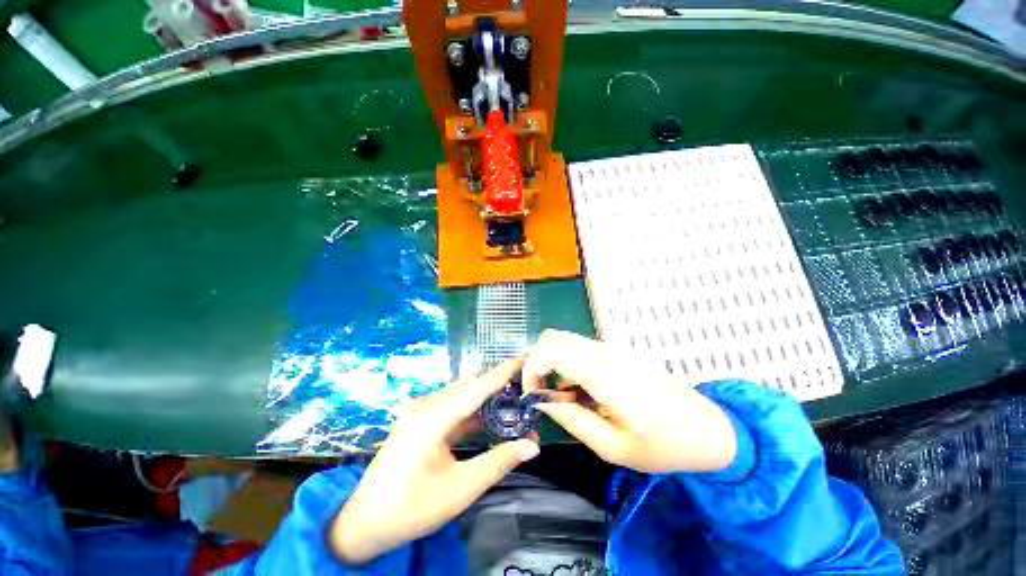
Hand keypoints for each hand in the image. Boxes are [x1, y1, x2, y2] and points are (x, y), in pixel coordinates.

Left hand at [330, 358, 539, 563]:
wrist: (364, 523)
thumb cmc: (412, 508)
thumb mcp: (461, 488)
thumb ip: (499, 462)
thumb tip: (532, 446)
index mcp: (433, 417)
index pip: (477, 387)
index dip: (502, 372)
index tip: (523, 358)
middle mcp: (425, 405)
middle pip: (469, 386)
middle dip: (497, 383)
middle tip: (523, 385)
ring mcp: (420, 410)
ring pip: (460, 394)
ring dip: (485, 396)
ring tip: (512, 399)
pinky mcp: (419, 419)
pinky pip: (451, 406)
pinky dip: (472, 409)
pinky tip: (488, 416)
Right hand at [522, 330, 736, 474]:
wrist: (710, 430)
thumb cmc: (664, 446)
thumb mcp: (613, 447)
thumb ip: (572, 420)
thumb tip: (543, 402)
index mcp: (606, 374)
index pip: (553, 351)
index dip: (532, 368)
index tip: (530, 394)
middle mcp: (606, 352)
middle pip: (554, 337)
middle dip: (536, 361)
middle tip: (539, 392)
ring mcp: (613, 349)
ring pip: (566, 340)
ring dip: (552, 362)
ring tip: (561, 396)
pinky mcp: (618, 352)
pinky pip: (581, 349)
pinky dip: (568, 363)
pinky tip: (579, 391)